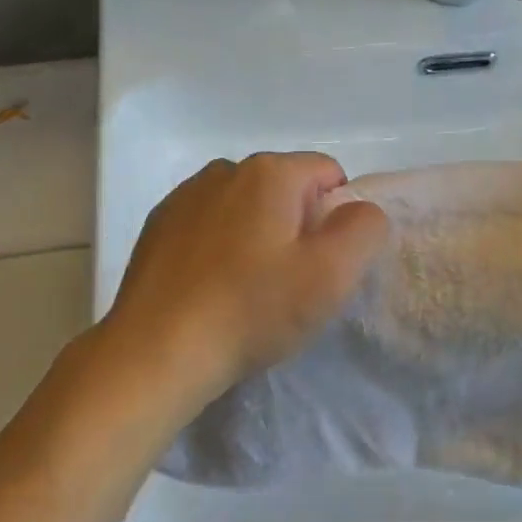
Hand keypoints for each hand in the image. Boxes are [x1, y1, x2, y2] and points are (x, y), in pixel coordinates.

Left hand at [98, 152, 389, 412]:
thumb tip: (359, 210)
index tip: (320, 265)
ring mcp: (185, 196)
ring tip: (246, 291)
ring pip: (245, 209)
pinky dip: (219, 249)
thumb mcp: (331, 274)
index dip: (336, 220)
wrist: (157, 351)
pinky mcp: (158, 226)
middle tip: (288, 283)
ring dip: (256, 238)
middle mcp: (224, 170)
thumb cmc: (251, 309)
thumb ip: (364, 229)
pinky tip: (211, 290)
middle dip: (296, 228)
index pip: (328, 175)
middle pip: (285, 190)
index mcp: (269, 172)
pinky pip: (209, 227)